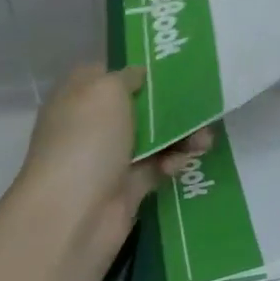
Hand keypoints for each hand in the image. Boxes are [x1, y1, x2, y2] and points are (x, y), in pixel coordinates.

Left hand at [16, 64, 210, 265]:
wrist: (74, 214)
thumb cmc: (87, 141)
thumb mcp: (105, 90)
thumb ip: (127, 75)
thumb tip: (139, 75)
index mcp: (79, 96)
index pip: (110, 73)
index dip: (140, 67)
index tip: (175, 66)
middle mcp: (93, 124)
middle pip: (141, 105)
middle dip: (173, 104)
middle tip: (204, 103)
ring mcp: (110, 156)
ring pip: (156, 136)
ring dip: (182, 135)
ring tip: (204, 140)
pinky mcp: (129, 184)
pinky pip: (160, 164)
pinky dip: (173, 161)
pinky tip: (179, 164)